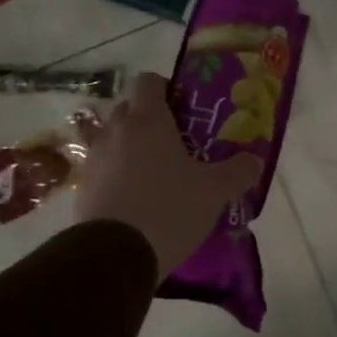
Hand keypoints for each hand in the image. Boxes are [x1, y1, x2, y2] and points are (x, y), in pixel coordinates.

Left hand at [75, 72, 262, 278]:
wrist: (114, 256)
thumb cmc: (169, 209)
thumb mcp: (214, 192)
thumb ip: (238, 172)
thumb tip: (255, 161)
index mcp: (147, 120)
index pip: (148, 81)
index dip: (165, 89)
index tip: (183, 110)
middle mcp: (116, 130)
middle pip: (128, 108)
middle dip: (148, 119)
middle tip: (175, 142)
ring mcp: (94, 158)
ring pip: (113, 138)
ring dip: (129, 147)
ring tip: (154, 172)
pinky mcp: (82, 187)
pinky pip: (102, 168)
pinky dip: (116, 174)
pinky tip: (135, 198)